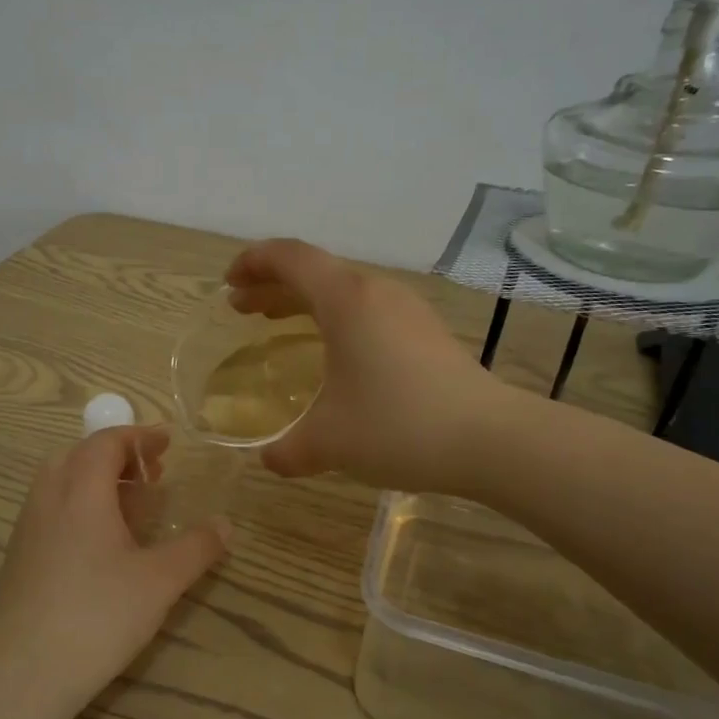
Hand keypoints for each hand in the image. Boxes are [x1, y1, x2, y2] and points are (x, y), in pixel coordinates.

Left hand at [0, 427, 228, 710]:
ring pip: (59, 482)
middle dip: (116, 456)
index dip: (139, 437)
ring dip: (95, 480)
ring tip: (130, 507)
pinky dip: (78, 505)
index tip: (167, 443)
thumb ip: (197, 547)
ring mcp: (27, 528)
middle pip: (78, 455)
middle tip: (151, 475)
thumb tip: (226, 524)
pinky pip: (50, 509)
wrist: (26, 671)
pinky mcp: (19, 556)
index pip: (106, 442)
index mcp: (81, 491)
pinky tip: (100, 544)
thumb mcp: (161, 581)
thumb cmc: (99, 615)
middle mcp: (48, 498)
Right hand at [225, 239, 498, 492]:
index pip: (290, 258)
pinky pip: (367, 309)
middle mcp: (376, 292)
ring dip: (305, 301)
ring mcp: (407, 310)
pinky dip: (335, 318)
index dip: (253, 262)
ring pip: (343, 290)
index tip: (229, 283)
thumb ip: (287, 450)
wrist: (489, 439)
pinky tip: (333, 352)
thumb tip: (269, 460)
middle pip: (315, 271)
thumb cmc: (397, 427)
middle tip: (242, 307)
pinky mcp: (426, 332)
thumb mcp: (328, 442)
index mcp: (346, 300)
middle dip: (272, 284)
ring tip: (277, 322)